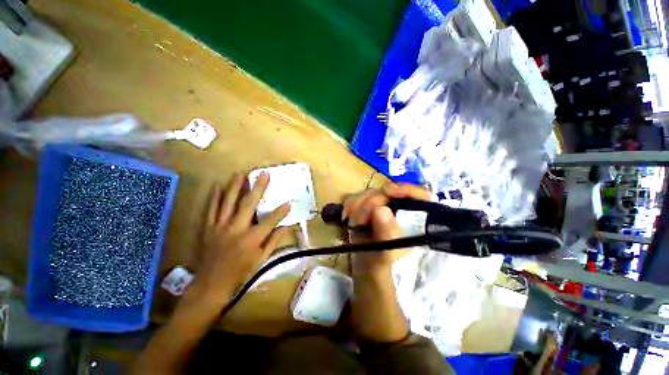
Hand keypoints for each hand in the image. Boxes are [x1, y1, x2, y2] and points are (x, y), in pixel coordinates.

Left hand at [190, 172, 290, 302]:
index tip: (289, 203)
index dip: (280, 211)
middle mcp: (236, 229)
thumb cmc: (240, 273)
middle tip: (263, 174)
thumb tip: (286, 227)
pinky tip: (217, 186)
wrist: (210, 285)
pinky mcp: (209, 228)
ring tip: (240, 173)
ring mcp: (220, 227)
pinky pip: (211, 209)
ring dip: (235, 186)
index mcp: (251, 239)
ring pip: (228, 202)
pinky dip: (214, 197)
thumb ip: (274, 241)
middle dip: (258, 188)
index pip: (270, 221)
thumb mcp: (261, 259)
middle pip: (249, 205)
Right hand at [342, 183, 430, 273]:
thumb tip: (380, 209)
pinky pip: (358, 197)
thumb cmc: (382, 264)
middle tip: (361, 220)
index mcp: (414, 219)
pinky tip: (346, 216)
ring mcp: (382, 206)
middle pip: (388, 191)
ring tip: (354, 224)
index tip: (388, 191)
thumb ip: (386, 233)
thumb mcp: (387, 253)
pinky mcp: (367, 207)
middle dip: (371, 203)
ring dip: (358, 205)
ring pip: (370, 193)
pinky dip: (350, 205)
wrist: (365, 267)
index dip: (405, 189)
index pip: (419, 195)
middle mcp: (399, 208)